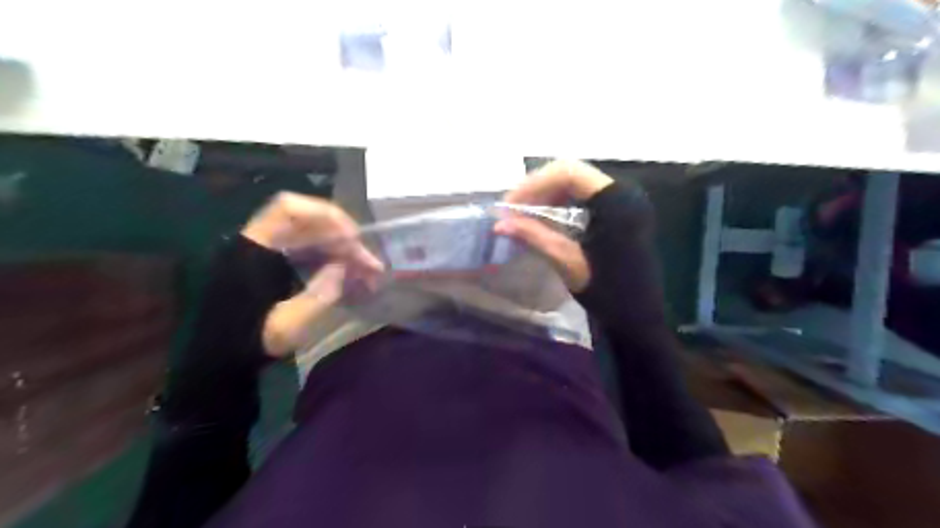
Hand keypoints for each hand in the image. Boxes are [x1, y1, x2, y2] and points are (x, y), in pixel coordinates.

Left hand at [245, 193, 383, 357]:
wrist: (221, 359)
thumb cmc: (250, 343)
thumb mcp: (287, 326)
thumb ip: (319, 294)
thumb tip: (343, 266)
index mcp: (254, 249)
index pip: (289, 209)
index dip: (326, 216)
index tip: (354, 239)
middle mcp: (260, 241)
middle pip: (309, 223)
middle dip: (345, 240)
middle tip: (372, 265)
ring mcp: (269, 251)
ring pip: (314, 237)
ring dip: (344, 250)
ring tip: (369, 273)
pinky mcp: (275, 263)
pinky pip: (311, 250)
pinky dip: (334, 259)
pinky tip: (351, 276)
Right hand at [494, 160, 618, 291]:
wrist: (639, 315)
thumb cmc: (608, 291)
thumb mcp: (568, 262)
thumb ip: (535, 237)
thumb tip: (499, 224)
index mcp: (615, 201)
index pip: (568, 173)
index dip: (534, 184)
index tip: (510, 206)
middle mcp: (621, 193)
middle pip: (571, 174)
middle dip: (537, 188)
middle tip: (512, 209)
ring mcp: (622, 202)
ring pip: (575, 184)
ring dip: (546, 195)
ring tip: (522, 215)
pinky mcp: (618, 213)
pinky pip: (583, 198)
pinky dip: (559, 204)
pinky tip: (542, 220)